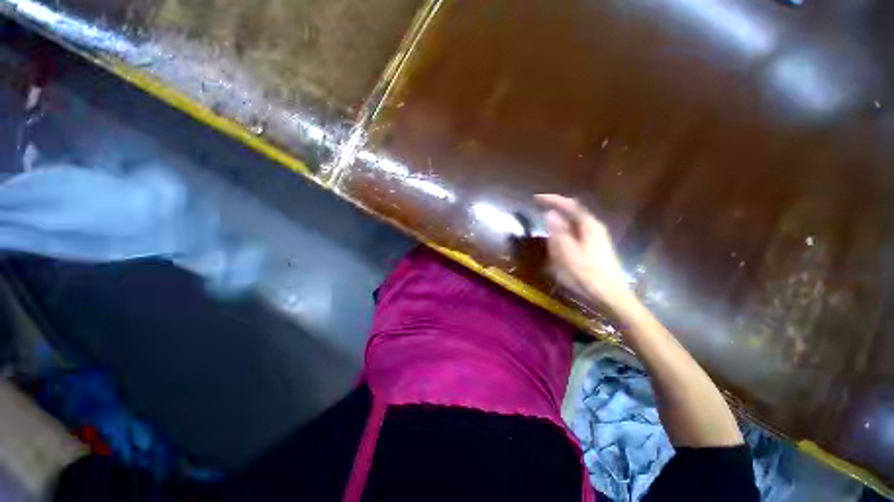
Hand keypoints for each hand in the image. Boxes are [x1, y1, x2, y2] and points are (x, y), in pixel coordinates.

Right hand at [534, 194, 633, 308]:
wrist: (609, 295)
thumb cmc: (585, 273)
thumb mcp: (566, 251)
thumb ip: (558, 231)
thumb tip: (550, 213)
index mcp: (588, 225)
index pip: (569, 205)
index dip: (552, 199)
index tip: (536, 198)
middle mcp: (594, 227)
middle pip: (574, 211)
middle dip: (557, 207)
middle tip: (540, 207)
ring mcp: (597, 237)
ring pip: (575, 222)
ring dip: (560, 219)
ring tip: (546, 221)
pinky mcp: (595, 247)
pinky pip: (577, 232)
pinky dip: (565, 230)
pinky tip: (559, 238)